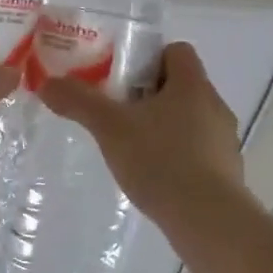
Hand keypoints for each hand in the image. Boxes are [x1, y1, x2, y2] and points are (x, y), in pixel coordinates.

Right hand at [39, 43, 243, 216]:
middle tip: (116, 110)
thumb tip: (47, 83)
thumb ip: (78, 101)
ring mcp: (224, 141)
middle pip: (180, 85)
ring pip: (188, 119)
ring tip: (130, 146)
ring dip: (161, 125)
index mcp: (193, 85)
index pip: (176, 50)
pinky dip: (174, 154)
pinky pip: (196, 150)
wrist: (208, 221)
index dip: (148, 57)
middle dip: (147, 94)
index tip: (120, 77)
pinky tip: (152, 175)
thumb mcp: (110, 127)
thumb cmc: (161, 160)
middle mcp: (215, 106)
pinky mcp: (226, 173)